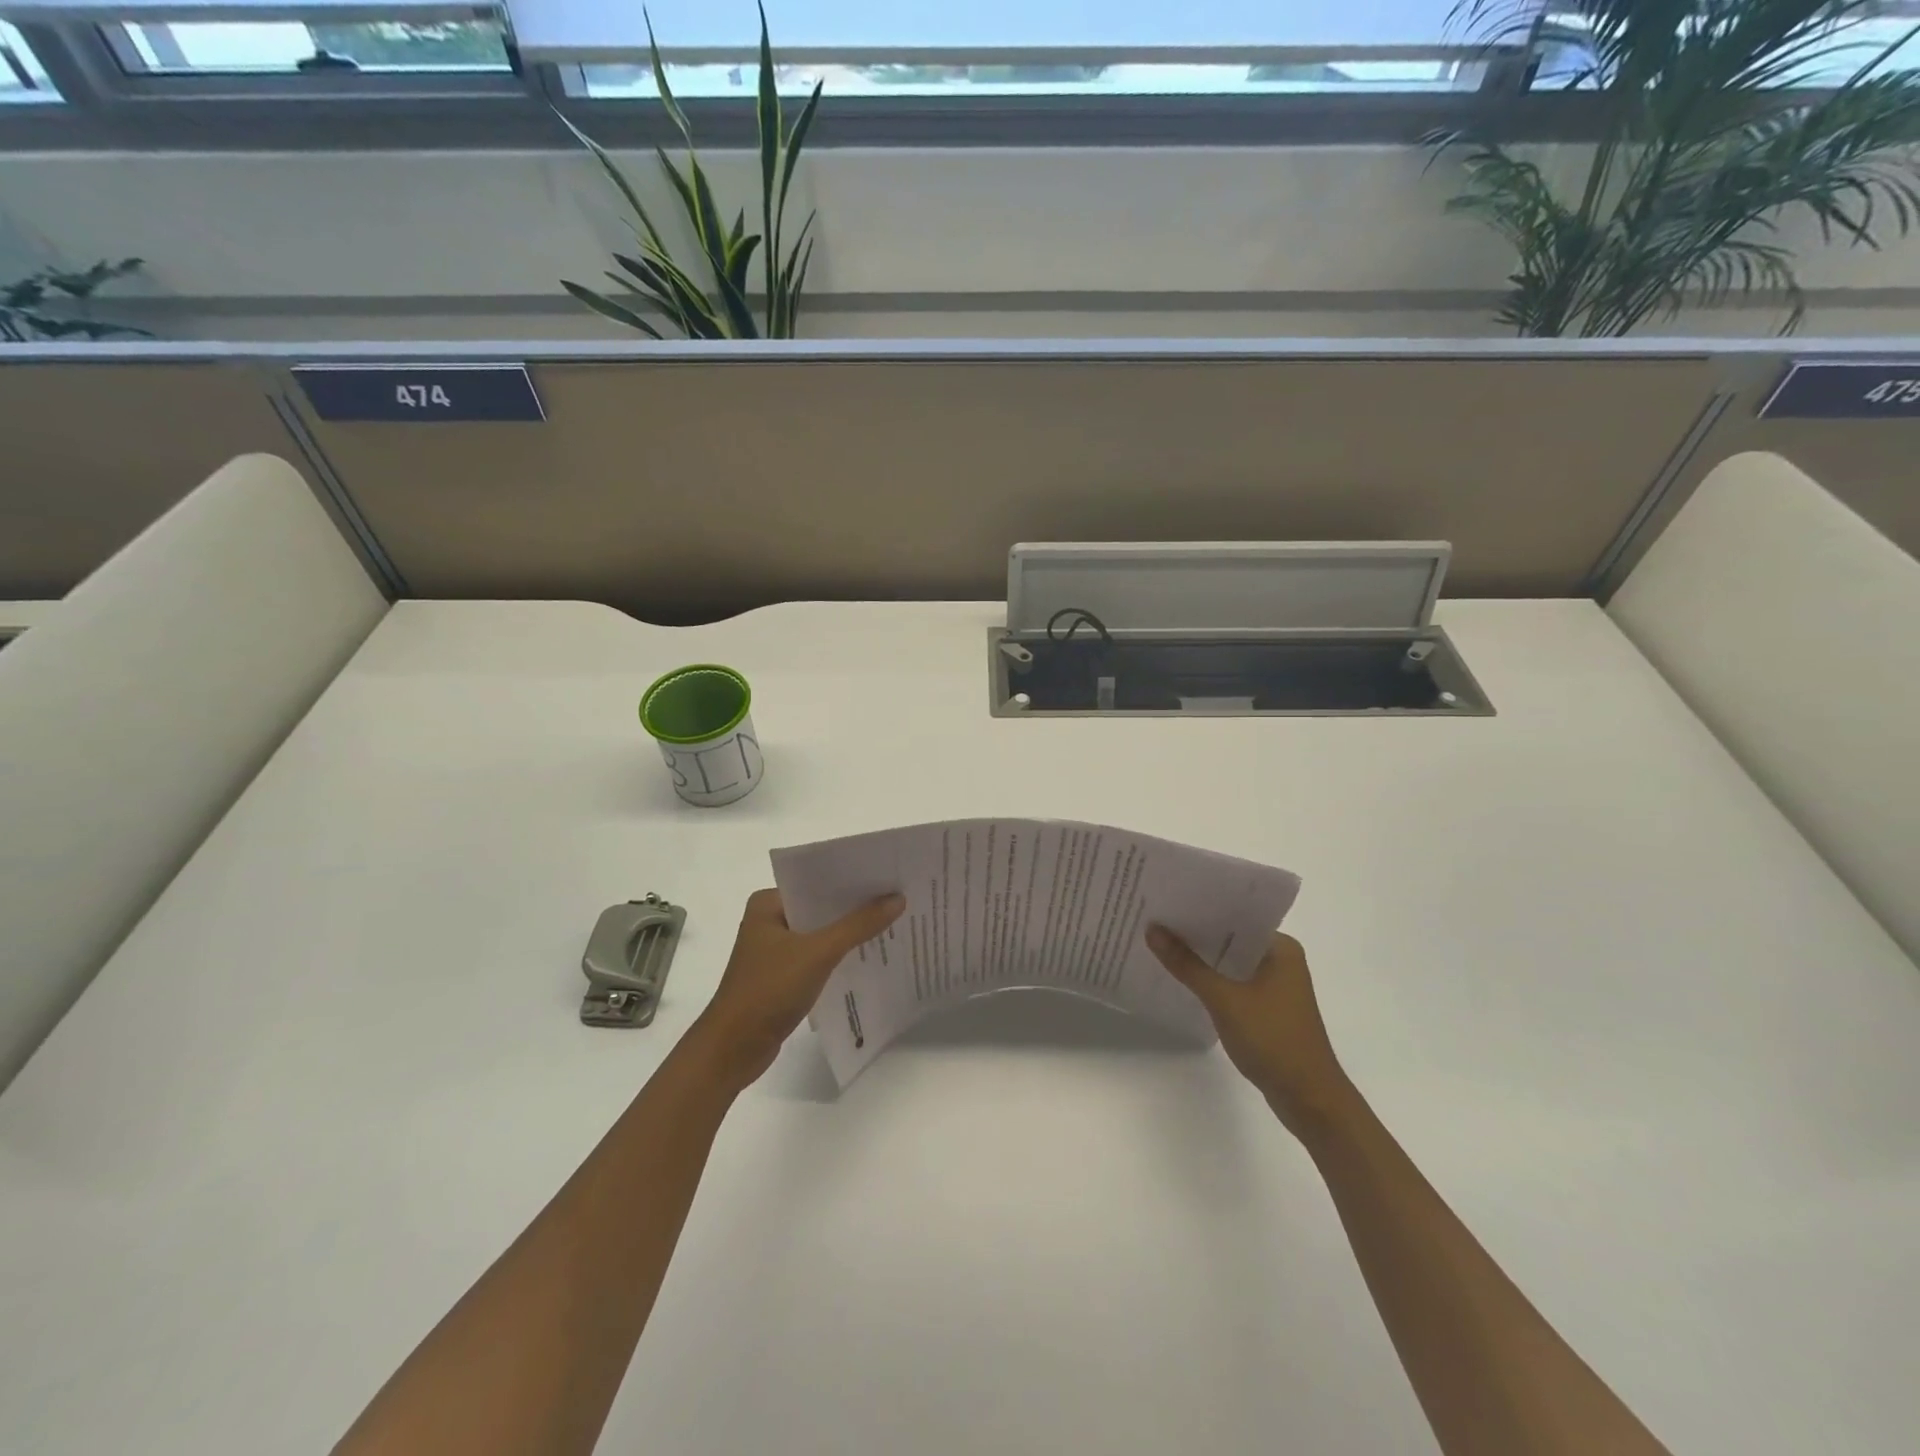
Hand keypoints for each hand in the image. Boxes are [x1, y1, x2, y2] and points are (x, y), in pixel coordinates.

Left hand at [691, 888, 905, 1090]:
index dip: (852, 879)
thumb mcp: (818, 953)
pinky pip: (817, 957)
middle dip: (855, 906)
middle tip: (898, 898)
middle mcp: (769, 920)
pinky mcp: (782, 976)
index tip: (888, 876)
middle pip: (821, 907)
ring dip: (849, 933)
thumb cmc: (768, 990)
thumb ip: (858, 925)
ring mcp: (774, 950)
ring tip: (892, 923)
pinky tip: (868, 956)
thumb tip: (898, 898)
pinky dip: (839, 956)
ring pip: (821, 933)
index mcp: (768, 903)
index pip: (817, 881)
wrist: (733, 1049)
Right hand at [1145, 925, 1353, 1137]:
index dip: (1200, 907)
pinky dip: (1210, 980)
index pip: (1235, 915)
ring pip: (1230, 962)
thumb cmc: (1273, 1040)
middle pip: (1231, 938)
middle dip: (1195, 932)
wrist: (1310, 1100)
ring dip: (1201, 957)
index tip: (1165, 900)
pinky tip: (1181, 978)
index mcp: (1281, 948)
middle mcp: (1281, 960)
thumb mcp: (1224, 999)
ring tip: (1159, 943)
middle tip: (1153, 918)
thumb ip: (1187, 964)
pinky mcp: (1267, 1008)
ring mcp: (1275, 986)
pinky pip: (1232, 983)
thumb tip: (1152, 929)